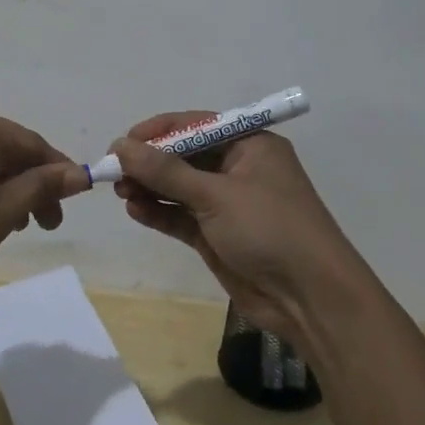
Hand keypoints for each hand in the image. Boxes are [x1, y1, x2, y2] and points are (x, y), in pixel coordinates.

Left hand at [0, 103, 86, 288]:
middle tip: (46, 225)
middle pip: (11, 151)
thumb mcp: (4, 210)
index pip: (34, 145)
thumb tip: (81, 173)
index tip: (76, 202)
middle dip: (33, 186)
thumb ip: (43, 187)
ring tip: (15, 227)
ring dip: (9, 190)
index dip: (59, 173)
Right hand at [110, 112, 359, 346]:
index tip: (123, 142)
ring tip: (119, 191)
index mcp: (250, 145)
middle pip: (185, 156)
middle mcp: (239, 169)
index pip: (197, 125)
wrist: (311, 299)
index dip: (159, 131)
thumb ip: (165, 170)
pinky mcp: (219, 236)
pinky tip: (135, 210)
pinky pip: (182, 216)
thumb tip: (121, 145)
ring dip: (151, 187)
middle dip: (150, 162)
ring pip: (180, 187)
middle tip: (114, 171)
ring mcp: (228, 204)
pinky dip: (160, 212)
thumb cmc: (269, 229)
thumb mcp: (216, 194)